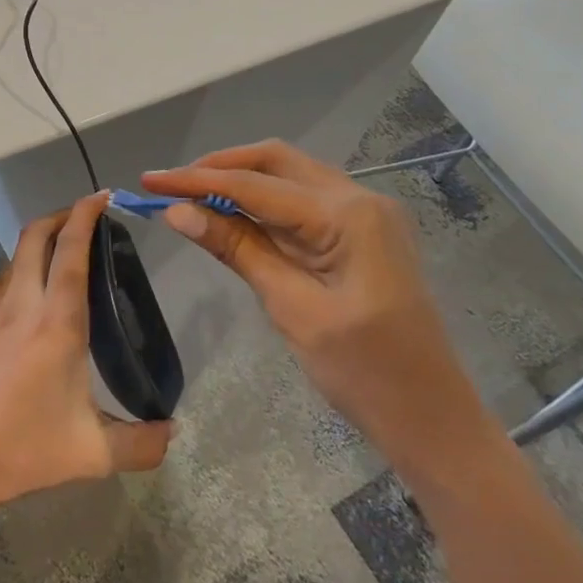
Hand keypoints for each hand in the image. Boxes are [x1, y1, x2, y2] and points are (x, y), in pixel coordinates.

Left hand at [0, 192, 173, 522]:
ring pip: (15, 257)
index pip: (70, 250)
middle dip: (60, 215)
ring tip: (64, 256)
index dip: (85, 215)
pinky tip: (34, 305)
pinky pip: (2, 285)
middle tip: (86, 217)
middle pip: (35, 236)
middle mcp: (21, 305)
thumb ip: (140, 444)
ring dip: (40, 242)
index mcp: (55, 323)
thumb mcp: (92, 454)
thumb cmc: (21, 450)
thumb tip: (172, 434)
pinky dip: (23, 272)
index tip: (102, 197)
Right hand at [142, 141, 494, 473]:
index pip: (255, 185)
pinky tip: (232, 215)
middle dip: (219, 168)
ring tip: (190, 197)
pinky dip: (263, 203)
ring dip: (240, 182)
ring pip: (289, 176)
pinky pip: (302, 202)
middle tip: (170, 185)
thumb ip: (237, 249)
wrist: (433, 420)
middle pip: (275, 162)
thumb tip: (178, 212)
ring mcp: (365, 214)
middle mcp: (359, 198)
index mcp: (348, 214)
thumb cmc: (364, 373)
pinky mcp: (362, 233)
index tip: (149, 181)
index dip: (196, 181)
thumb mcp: (292, 308)